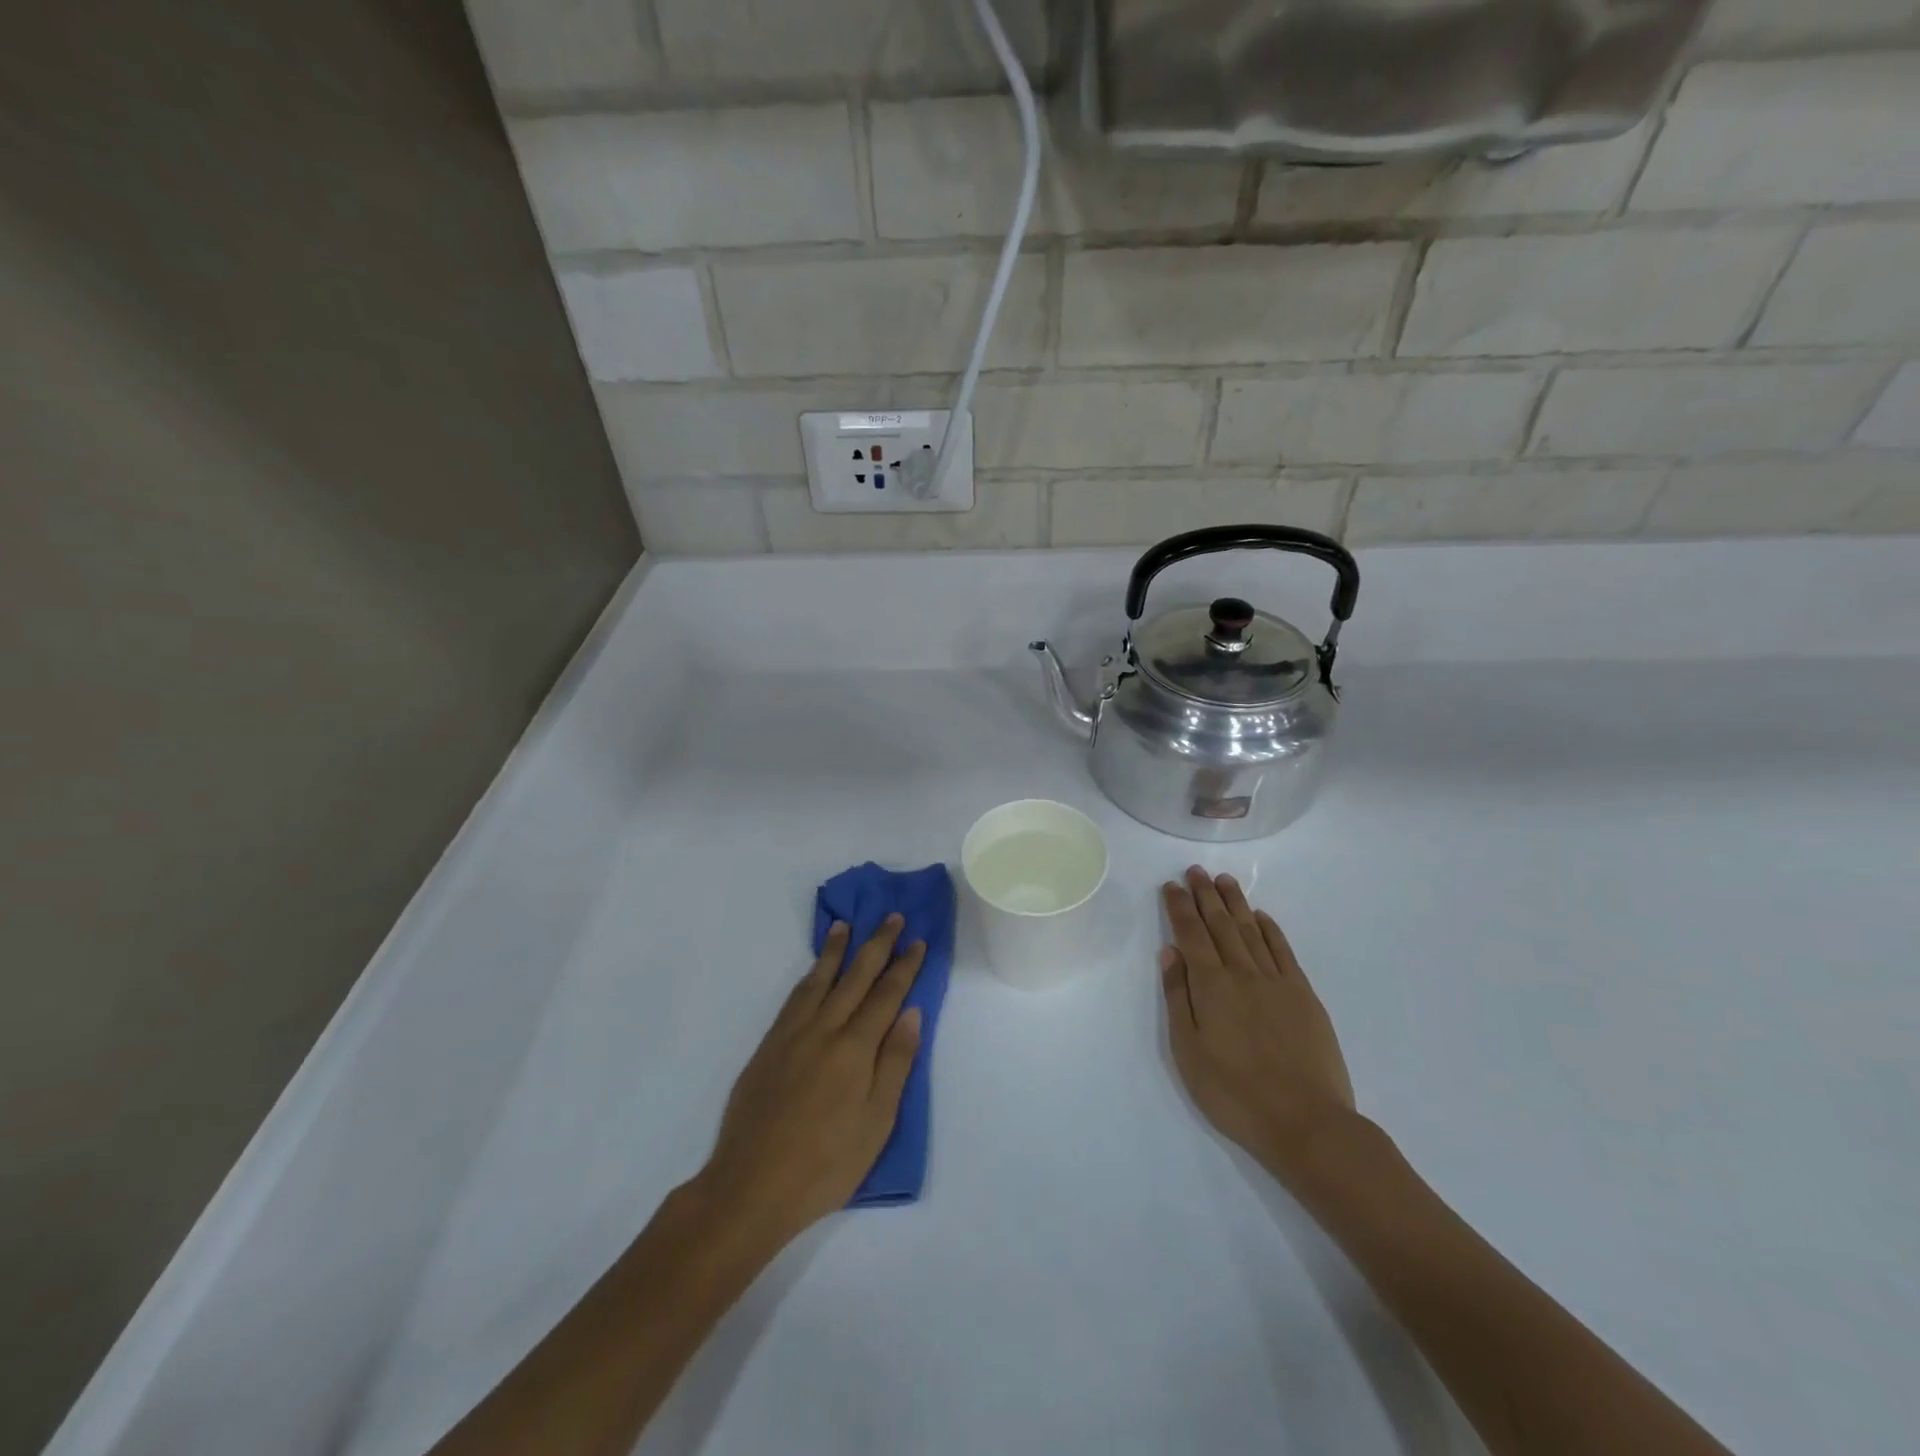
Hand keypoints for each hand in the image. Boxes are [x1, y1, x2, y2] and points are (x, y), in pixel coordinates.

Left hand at [695, 916, 925, 1248]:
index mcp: (855, 1049)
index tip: (918, 941)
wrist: (750, 1187)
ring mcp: (791, 1035)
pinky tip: (813, 971)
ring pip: (819, 980)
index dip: (904, 966)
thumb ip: (895, 1063)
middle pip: (855, 977)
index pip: (886, 995)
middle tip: (891, 917)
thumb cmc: (825, 1165)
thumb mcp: (876, 1123)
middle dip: (876, 945)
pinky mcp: (768, 1046)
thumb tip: (912, 1012)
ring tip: (845, 925)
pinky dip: (809, 976)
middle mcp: (824, 1030)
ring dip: (835, 950)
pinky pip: (794, 998)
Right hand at [1159, 867, 1355, 1186]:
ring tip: (1224, 880)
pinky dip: (1270, 929)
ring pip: (1251, 931)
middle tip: (1195, 870)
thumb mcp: (1189, 1051)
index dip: (1180, 908)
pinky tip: (1261, 917)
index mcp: (1211, 986)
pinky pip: (1283, 951)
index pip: (1191, 934)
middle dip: (1205, 895)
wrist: (1306, 1122)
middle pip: (1220, 924)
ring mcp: (1277, 982)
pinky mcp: (1304, 995)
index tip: (1171, 885)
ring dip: (1236, 903)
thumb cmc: (1234, 1093)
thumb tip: (1169, 953)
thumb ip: (1179, 998)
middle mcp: (1243, 973)